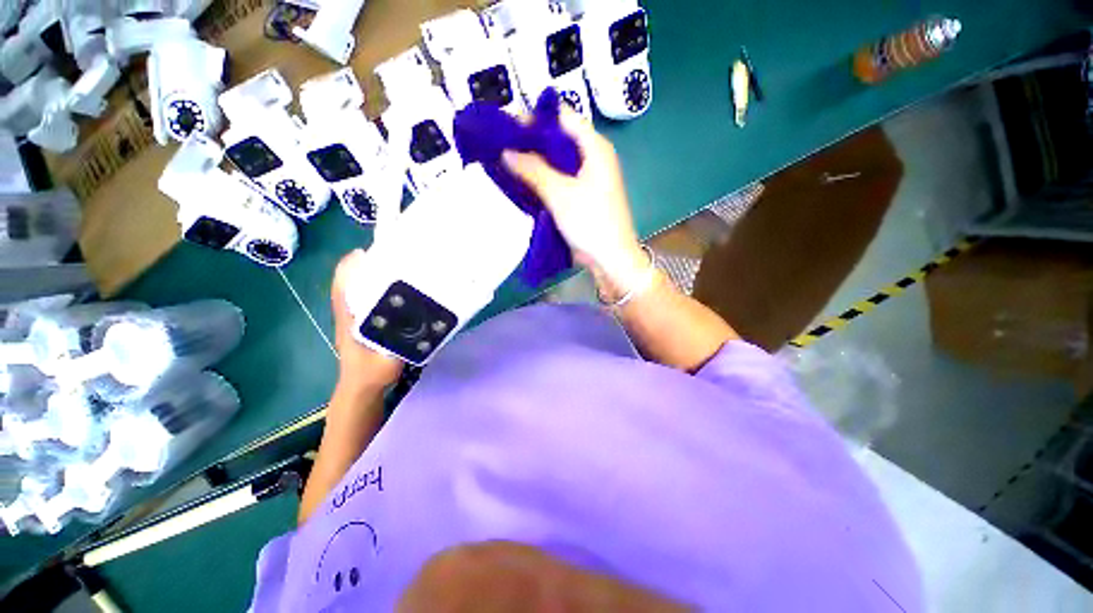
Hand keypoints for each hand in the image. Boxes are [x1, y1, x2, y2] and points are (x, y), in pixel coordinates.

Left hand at [331, 250, 403, 393]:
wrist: (362, 389)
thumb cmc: (371, 374)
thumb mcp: (388, 359)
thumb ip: (401, 340)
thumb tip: (421, 318)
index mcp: (349, 317)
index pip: (344, 283)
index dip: (353, 265)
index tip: (374, 252)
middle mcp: (350, 311)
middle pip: (353, 279)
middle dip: (370, 264)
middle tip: (397, 256)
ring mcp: (356, 315)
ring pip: (361, 287)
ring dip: (376, 275)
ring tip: (402, 268)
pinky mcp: (365, 320)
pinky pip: (371, 298)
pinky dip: (382, 288)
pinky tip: (403, 289)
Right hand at [502, 109, 648, 292]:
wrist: (611, 258)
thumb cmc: (590, 221)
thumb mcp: (559, 193)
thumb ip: (532, 169)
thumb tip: (506, 151)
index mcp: (595, 148)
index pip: (564, 117)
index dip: (537, 118)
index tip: (509, 125)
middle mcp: (594, 158)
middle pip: (560, 140)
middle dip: (532, 142)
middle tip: (503, 146)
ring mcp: (589, 179)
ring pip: (558, 162)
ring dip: (536, 163)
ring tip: (508, 162)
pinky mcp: (583, 197)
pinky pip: (561, 181)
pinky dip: (544, 180)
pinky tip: (525, 183)